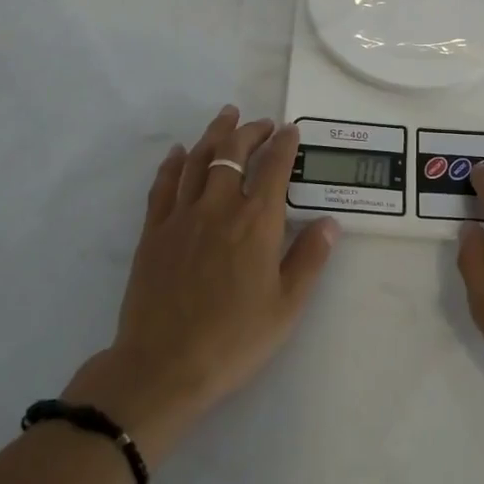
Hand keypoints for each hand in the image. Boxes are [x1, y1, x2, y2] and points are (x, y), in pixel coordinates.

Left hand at [65, 107, 338, 457]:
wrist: (163, 366)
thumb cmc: (234, 340)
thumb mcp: (286, 306)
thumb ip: (309, 259)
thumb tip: (330, 222)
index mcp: (257, 223)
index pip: (274, 168)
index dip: (284, 144)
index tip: (290, 130)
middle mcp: (219, 207)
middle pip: (234, 153)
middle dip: (250, 131)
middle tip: (262, 123)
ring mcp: (182, 216)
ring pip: (198, 160)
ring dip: (215, 133)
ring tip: (226, 116)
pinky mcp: (154, 231)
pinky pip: (163, 185)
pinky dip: (173, 163)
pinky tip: (179, 151)